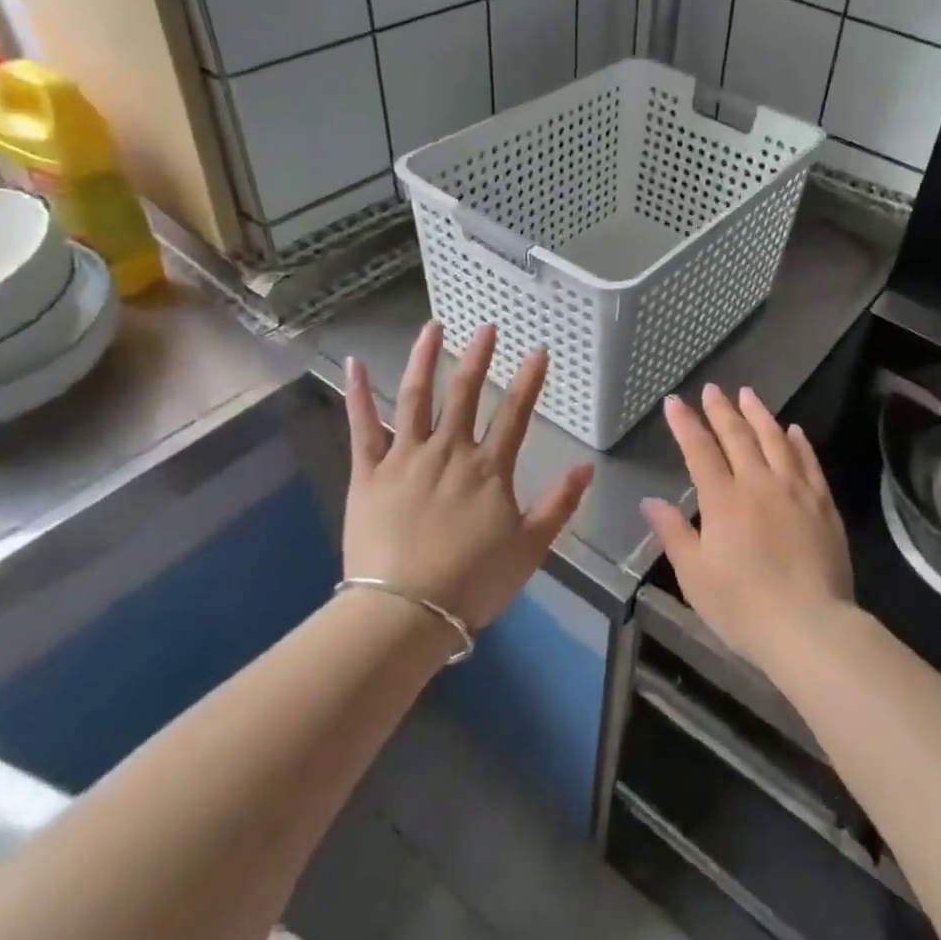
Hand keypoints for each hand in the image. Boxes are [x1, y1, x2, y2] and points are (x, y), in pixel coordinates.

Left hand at [342, 321, 592, 631]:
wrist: (405, 612)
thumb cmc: (472, 582)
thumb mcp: (530, 547)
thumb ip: (558, 504)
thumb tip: (586, 467)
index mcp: (488, 468)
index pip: (514, 413)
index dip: (528, 380)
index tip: (538, 350)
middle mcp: (448, 451)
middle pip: (464, 393)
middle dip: (478, 357)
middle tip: (486, 327)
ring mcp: (405, 458)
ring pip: (414, 398)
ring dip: (423, 359)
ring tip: (431, 327)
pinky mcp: (368, 473)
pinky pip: (362, 426)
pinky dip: (357, 394)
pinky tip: (354, 363)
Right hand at [642, 384, 853, 674]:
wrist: (810, 626)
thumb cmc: (743, 606)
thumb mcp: (695, 576)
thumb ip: (673, 534)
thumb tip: (650, 502)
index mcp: (723, 500)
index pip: (700, 450)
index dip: (685, 424)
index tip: (674, 402)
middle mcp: (758, 483)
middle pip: (738, 436)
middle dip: (722, 410)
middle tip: (713, 389)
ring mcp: (795, 490)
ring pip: (775, 440)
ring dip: (759, 414)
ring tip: (748, 394)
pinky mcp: (823, 504)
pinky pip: (809, 462)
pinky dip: (799, 442)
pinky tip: (794, 430)